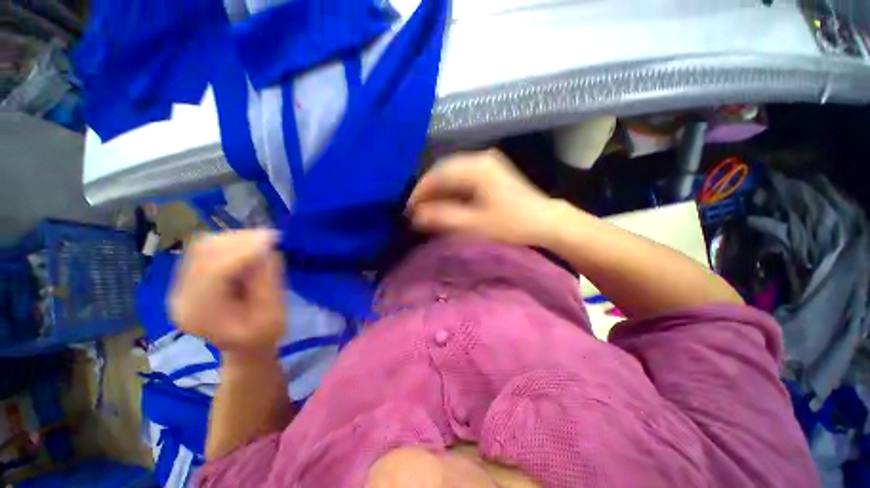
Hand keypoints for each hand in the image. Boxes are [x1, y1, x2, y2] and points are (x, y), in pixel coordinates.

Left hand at [169, 230, 285, 359]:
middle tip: (270, 237)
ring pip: (203, 246)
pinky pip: (206, 249)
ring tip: (262, 241)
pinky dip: (230, 242)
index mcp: (200, 314)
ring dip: (235, 239)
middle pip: (203, 254)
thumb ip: (268, 283)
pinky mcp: (190, 276)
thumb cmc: (261, 336)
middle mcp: (181, 296)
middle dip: (239, 241)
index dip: (242, 252)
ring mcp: (181, 284)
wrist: (243, 345)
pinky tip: (249, 247)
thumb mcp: (273, 316)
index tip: (271, 240)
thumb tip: (269, 250)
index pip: (213, 272)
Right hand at [407, 149, 557, 246]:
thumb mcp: (473, 225)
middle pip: (443, 171)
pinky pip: (462, 177)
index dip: (419, 192)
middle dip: (427, 191)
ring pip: (452, 174)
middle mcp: (479, 158)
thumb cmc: (510, 225)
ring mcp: (486, 163)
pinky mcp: (491, 172)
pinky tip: (446, 203)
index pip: (437, 174)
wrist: (545, 221)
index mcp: (475, 167)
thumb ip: (442, 218)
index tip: (408, 210)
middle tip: (416, 211)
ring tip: (428, 209)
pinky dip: (451, 190)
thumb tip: (415, 216)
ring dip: (438, 191)